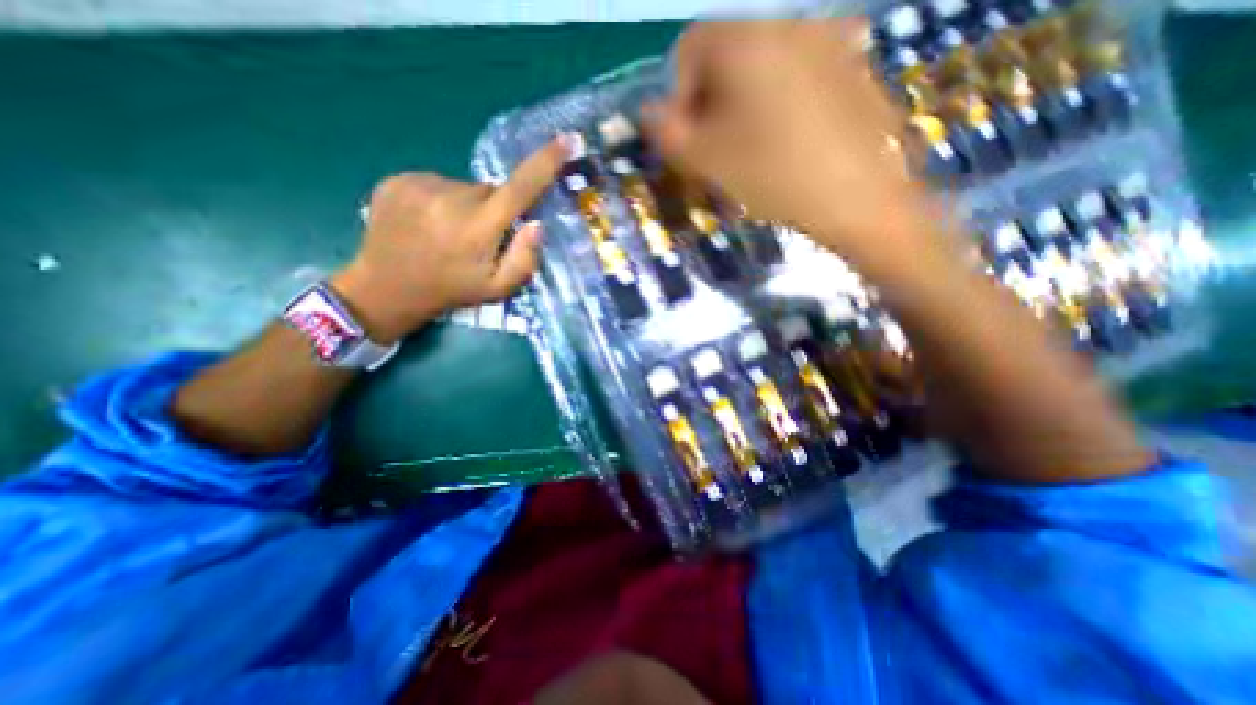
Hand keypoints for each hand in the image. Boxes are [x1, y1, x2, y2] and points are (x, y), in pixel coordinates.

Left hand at [327, 137, 565, 341]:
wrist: (386, 288)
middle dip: (494, 209)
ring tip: (449, 233)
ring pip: (463, 187)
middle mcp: (451, 197)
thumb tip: (536, 224)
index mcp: (478, 227)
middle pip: (491, 190)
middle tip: (479, 238)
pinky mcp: (397, 179)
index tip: (566, 139)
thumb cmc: (451, 291)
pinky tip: (428, 222)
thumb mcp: (498, 289)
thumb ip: (525, 260)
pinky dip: (441, 199)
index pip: (520, 187)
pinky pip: (437, 182)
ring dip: (466, 205)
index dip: (546, 162)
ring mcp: (420, 184)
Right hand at [647, 20, 942, 277]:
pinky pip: (799, 75)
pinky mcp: (853, 63)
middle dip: (713, 103)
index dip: (680, 98)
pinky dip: (782, 102)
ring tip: (756, 150)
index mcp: (743, 37)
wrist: (857, 196)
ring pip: (763, 67)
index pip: (689, 50)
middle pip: (727, 57)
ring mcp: (827, 37)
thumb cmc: (771, 174)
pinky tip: (791, 140)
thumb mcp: (705, 159)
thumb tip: (650, 111)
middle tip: (721, 149)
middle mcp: (785, 21)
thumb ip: (666, 132)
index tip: (692, 140)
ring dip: (746, 104)